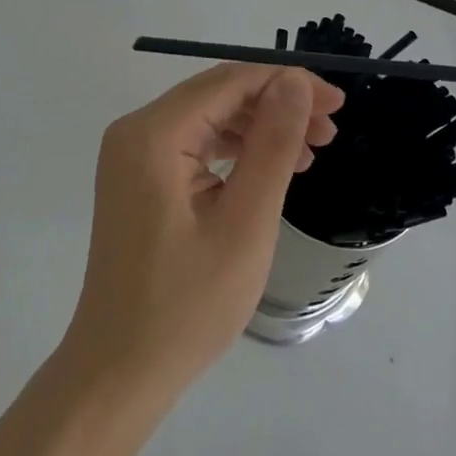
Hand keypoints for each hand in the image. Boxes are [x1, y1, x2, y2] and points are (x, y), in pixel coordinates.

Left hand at [60, 65, 342, 397]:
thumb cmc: (187, 305)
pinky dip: (235, 150)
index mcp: (154, 133)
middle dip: (277, 105)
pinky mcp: (139, 178)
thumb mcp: (245, 223)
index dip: (288, 82)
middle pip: (219, 95)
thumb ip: (272, 144)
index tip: (337, 103)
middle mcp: (137, 130)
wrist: (118, 374)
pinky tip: (270, 170)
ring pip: (210, 117)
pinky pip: (194, 144)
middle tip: (329, 133)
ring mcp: (133, 155)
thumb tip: (294, 82)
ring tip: (310, 154)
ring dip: (260, 127)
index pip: (231, 80)